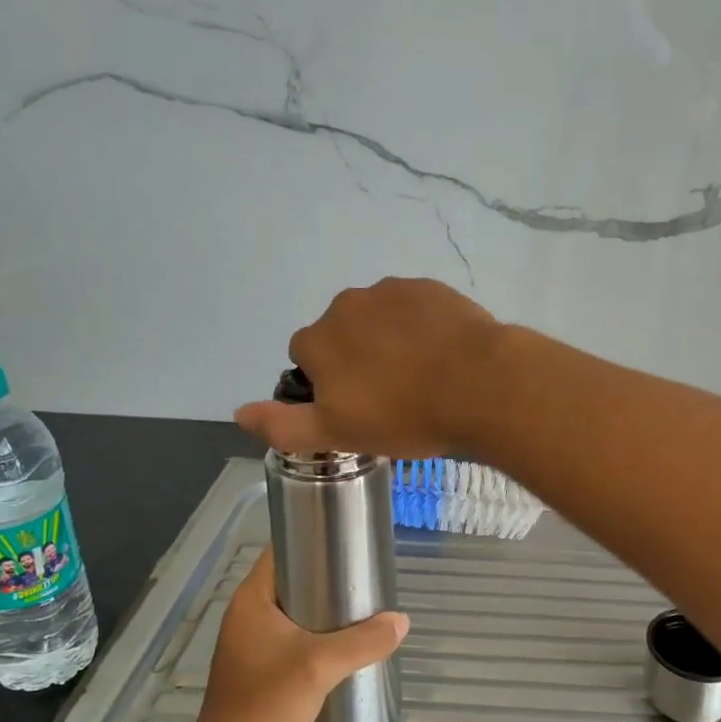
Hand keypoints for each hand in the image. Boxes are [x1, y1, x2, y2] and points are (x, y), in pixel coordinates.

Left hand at [181, 549, 408, 721]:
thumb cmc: (268, 704)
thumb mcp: (321, 666)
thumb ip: (364, 641)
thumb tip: (401, 621)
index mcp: (250, 600)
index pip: (280, 550)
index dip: (311, 538)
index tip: (347, 540)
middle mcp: (245, 615)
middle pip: (290, 580)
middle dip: (326, 575)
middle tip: (362, 576)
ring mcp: (248, 643)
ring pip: (292, 610)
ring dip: (322, 607)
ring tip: (359, 606)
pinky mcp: (256, 668)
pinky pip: (290, 635)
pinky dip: (314, 632)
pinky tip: (340, 643)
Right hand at [234, 277, 504, 458]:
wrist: (481, 385)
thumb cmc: (405, 415)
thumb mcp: (338, 434)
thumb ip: (284, 425)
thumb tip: (239, 412)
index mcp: (318, 340)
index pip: (306, 358)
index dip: (328, 384)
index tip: (359, 408)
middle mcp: (347, 305)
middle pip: (342, 334)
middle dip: (358, 358)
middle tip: (393, 394)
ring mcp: (392, 291)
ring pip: (378, 319)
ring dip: (389, 340)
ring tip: (423, 375)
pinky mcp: (431, 287)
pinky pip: (414, 308)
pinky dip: (421, 327)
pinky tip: (444, 353)